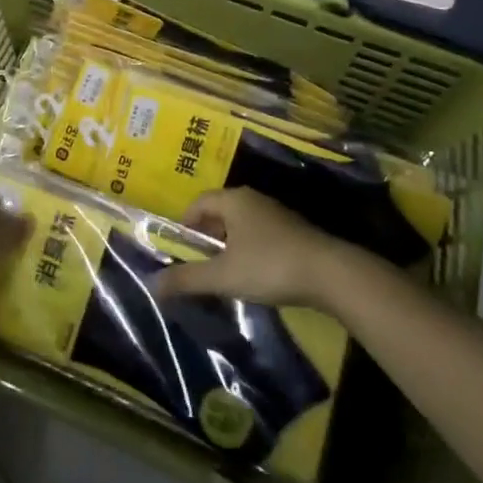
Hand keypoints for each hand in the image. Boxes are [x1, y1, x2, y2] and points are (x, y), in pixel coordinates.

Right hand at [153, 189, 352, 308]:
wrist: (329, 273)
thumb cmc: (269, 265)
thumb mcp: (223, 276)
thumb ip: (187, 279)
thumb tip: (153, 284)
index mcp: (233, 199)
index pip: (198, 203)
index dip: (185, 224)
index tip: (178, 250)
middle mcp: (252, 199)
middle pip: (219, 212)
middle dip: (205, 237)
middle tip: (197, 265)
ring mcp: (275, 214)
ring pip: (240, 225)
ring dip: (227, 246)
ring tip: (222, 273)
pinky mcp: (292, 231)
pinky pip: (258, 235)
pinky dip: (248, 250)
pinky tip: (252, 275)